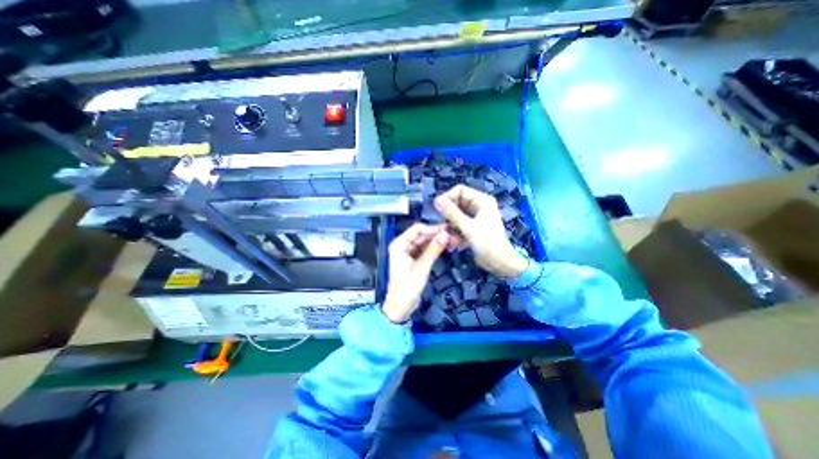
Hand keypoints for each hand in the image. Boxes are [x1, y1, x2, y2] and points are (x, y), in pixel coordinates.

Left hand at [382, 223, 446, 322]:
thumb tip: (445, 234)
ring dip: (437, 241)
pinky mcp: (414, 259)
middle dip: (437, 234)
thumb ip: (433, 250)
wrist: (401, 307)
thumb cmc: (407, 287)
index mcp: (399, 244)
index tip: (448, 229)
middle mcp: (403, 245)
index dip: (433, 228)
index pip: (417, 229)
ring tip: (453, 240)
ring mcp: (408, 252)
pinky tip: (446, 247)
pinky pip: (425, 250)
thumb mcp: (422, 267)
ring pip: (425, 242)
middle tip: (454, 234)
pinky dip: (435, 249)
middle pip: (422, 235)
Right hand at [432, 184, 526, 277]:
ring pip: (457, 215)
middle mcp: (479, 206)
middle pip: (457, 203)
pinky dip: (455, 232)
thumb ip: (451, 213)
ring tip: (447, 235)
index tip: (437, 208)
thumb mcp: (468, 227)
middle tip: (441, 224)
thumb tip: (437, 200)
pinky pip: (459, 225)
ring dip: (450, 225)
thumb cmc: (487, 242)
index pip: (460, 190)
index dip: (448, 197)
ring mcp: (476, 217)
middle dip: (448, 214)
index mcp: (482, 200)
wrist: (500, 263)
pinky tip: (453, 242)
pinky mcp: (473, 228)